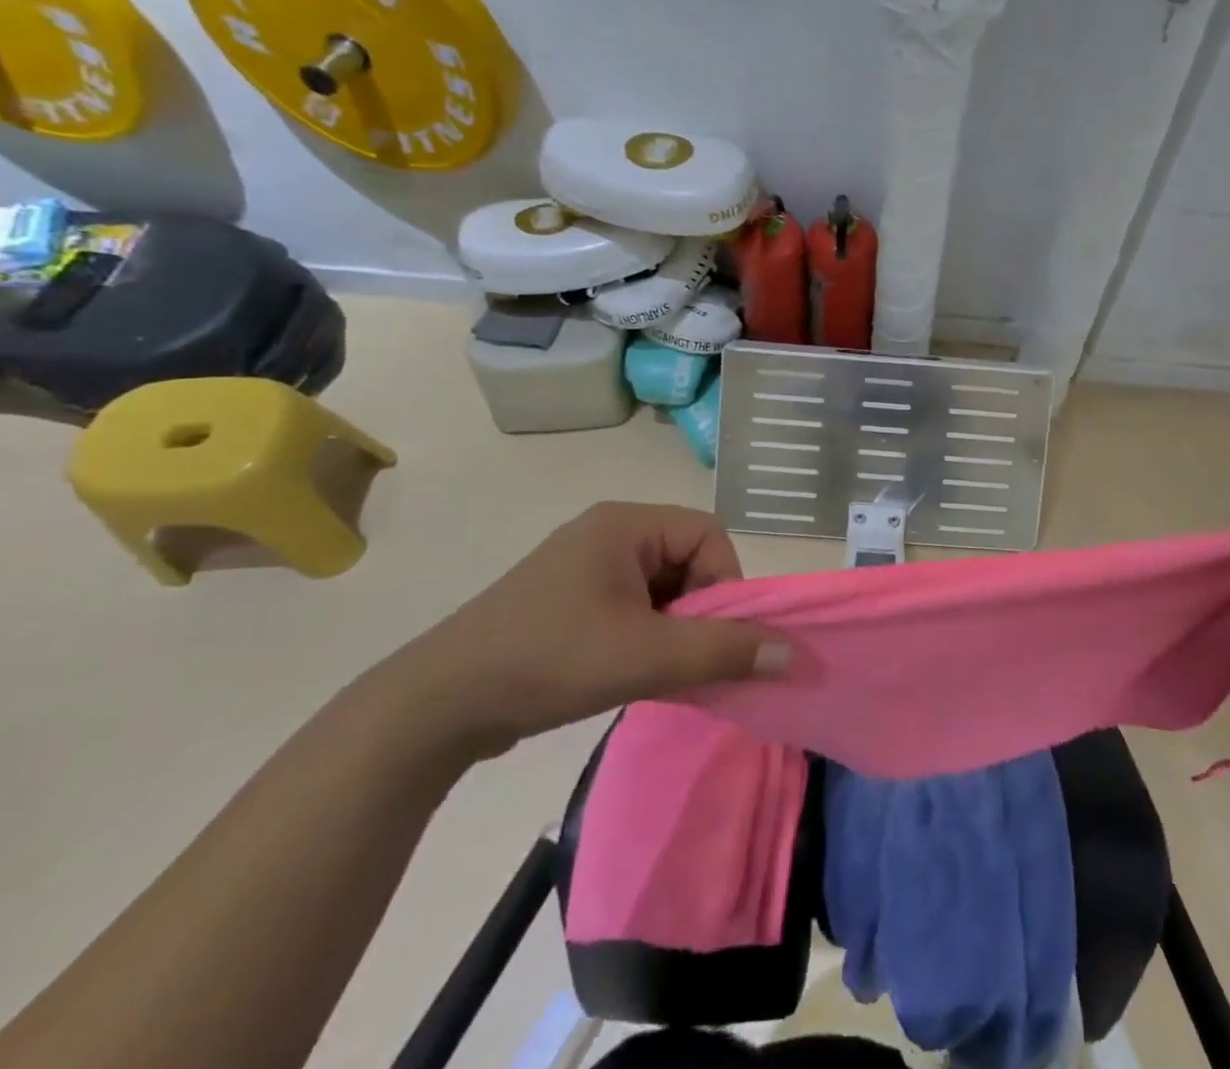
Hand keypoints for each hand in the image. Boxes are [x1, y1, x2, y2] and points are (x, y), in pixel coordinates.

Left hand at [378, 503, 789, 762]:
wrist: (436, 706)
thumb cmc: (549, 661)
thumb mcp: (646, 656)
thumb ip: (724, 651)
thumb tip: (792, 653)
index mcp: (625, 523)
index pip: (708, 534)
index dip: (725, 582)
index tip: (714, 635)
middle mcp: (607, 532)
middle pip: (687, 559)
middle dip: (699, 610)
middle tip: (686, 657)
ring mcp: (584, 565)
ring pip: (662, 587)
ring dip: (674, 628)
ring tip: (660, 670)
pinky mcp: (569, 599)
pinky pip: (632, 604)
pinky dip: (647, 635)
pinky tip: (634, 672)